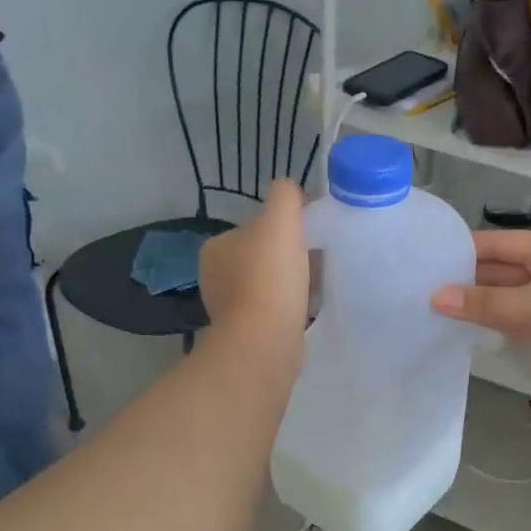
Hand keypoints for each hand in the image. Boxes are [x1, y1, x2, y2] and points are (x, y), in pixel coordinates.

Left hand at [199, 181, 310, 363]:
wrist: (265, 340)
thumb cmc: (270, 276)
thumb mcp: (281, 218)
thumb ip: (285, 195)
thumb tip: (289, 190)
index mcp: (216, 247)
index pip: (254, 228)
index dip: (283, 229)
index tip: (308, 237)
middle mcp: (214, 277)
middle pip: (261, 256)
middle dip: (286, 257)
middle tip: (316, 261)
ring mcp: (227, 308)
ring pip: (266, 284)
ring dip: (287, 284)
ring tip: (314, 286)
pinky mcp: (244, 334)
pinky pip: (271, 311)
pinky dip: (286, 307)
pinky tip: (305, 309)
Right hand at [431, 231, 530, 386]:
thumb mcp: (528, 306)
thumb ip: (483, 304)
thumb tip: (436, 298)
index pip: (498, 242)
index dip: (466, 250)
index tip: (434, 261)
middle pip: (509, 267)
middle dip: (476, 279)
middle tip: (438, 292)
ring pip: (522, 292)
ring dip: (494, 302)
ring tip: (456, 312)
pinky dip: (514, 319)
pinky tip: (493, 331)